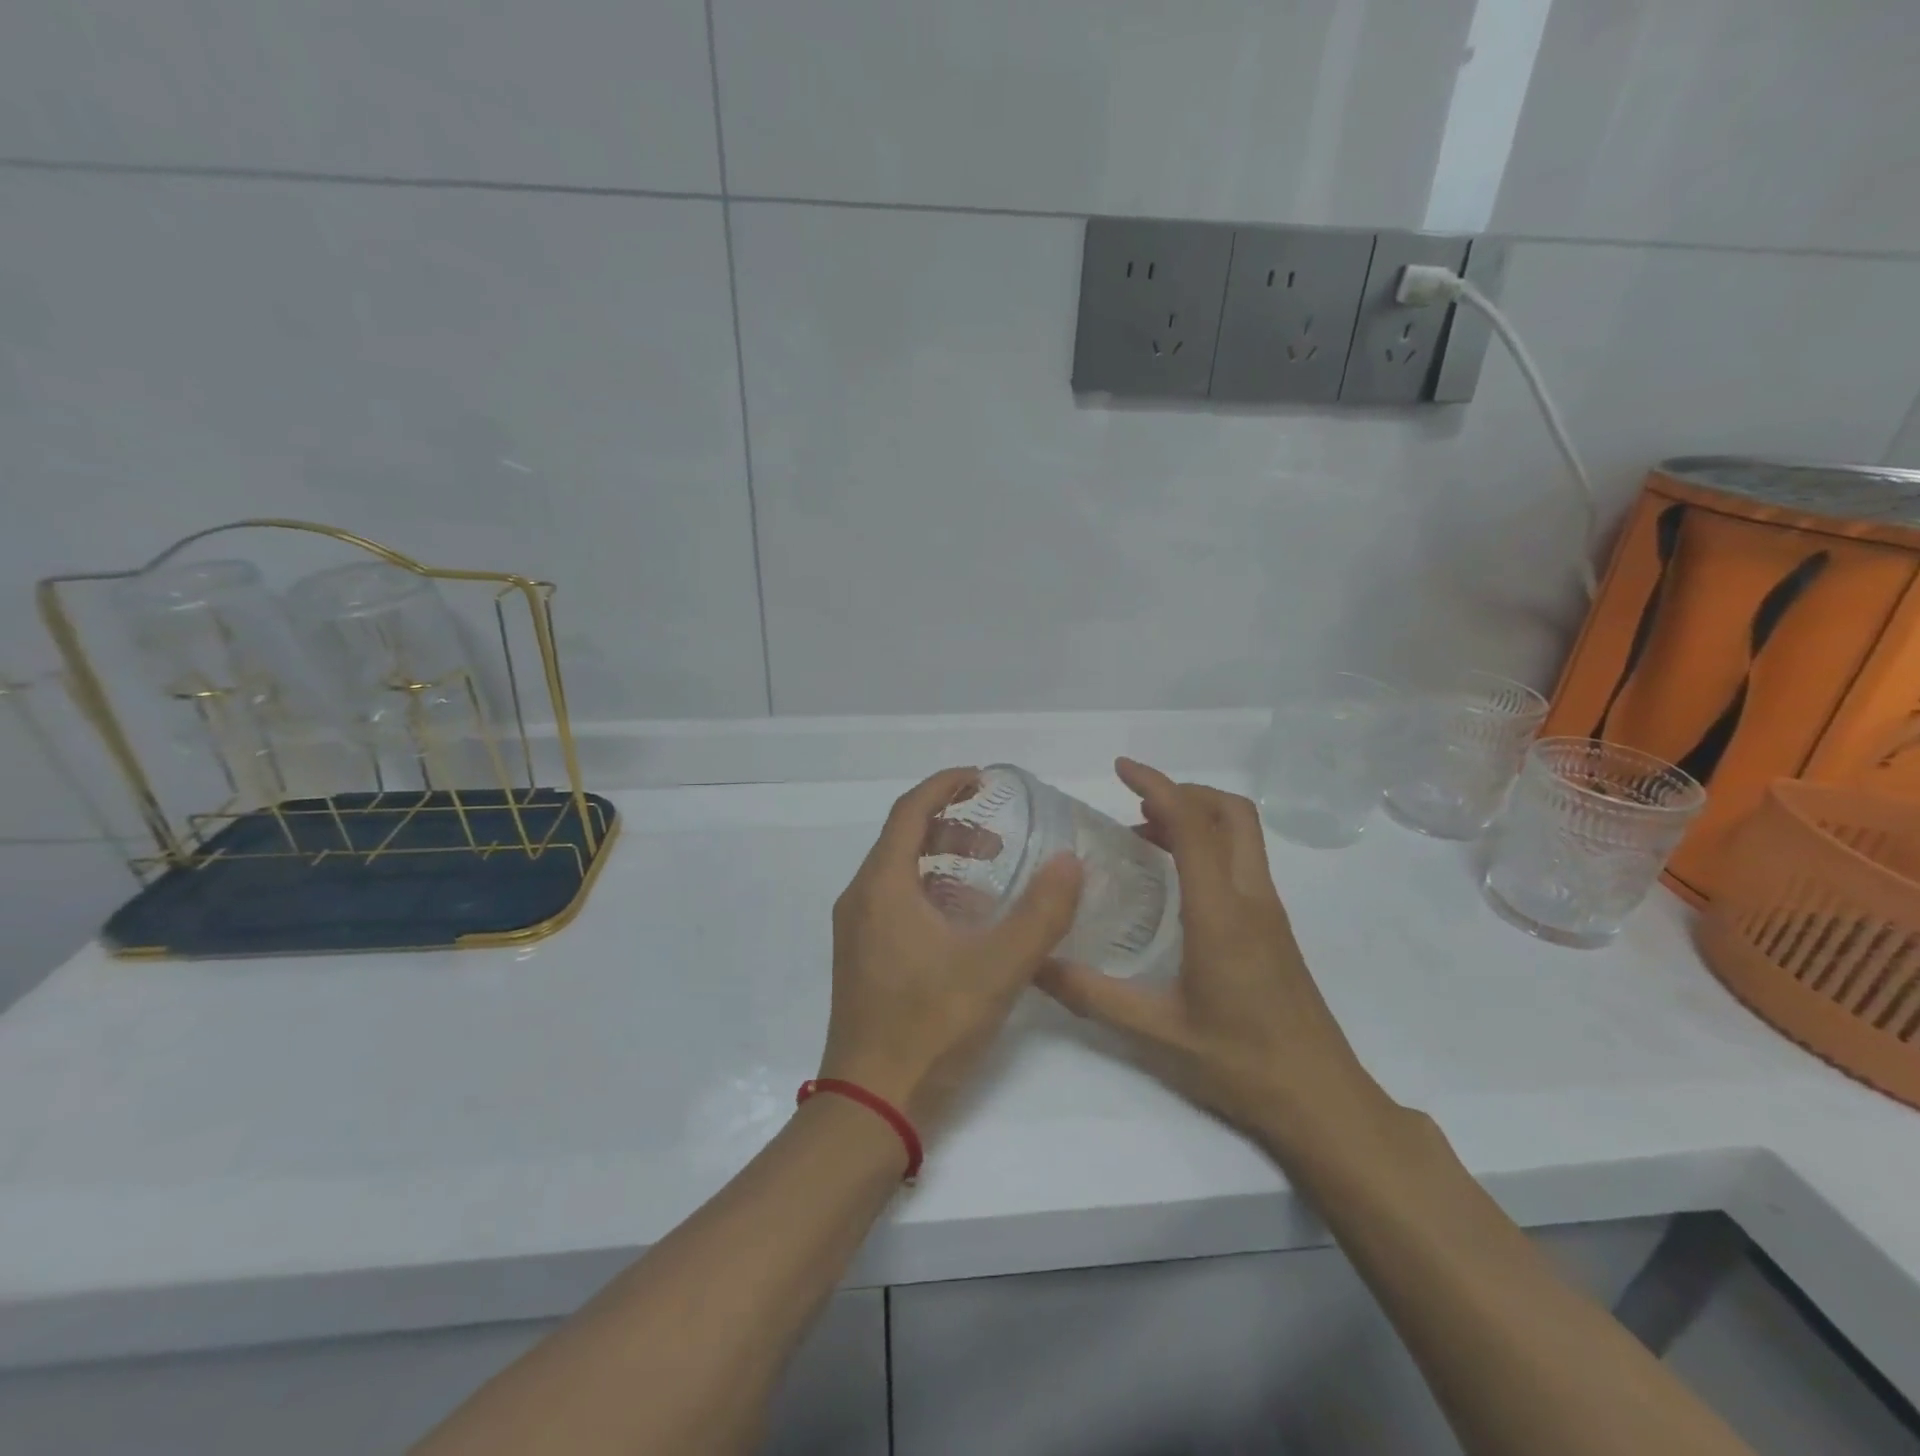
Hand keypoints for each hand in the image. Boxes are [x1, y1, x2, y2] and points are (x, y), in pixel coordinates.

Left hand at [819, 767, 1083, 1134]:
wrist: (870, 1106)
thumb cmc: (930, 1028)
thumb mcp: (998, 968)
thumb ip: (1041, 913)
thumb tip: (1070, 862)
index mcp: (882, 886)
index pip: (910, 810)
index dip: (946, 785)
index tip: (983, 778)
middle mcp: (861, 899)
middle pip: (905, 838)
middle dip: (952, 826)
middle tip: (999, 839)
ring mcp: (857, 931)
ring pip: (901, 873)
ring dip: (944, 862)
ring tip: (991, 876)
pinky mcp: (863, 958)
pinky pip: (897, 903)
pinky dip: (933, 893)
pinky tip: (969, 923)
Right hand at [1036, 758, 1382, 1143]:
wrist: (1323, 1101)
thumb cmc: (1241, 1064)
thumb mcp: (1157, 1032)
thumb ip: (1092, 995)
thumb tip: (1035, 964)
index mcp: (1221, 913)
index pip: (1193, 825)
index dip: (1157, 786)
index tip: (1121, 768)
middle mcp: (1251, 898)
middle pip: (1231, 813)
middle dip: (1184, 791)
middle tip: (1135, 803)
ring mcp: (1270, 912)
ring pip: (1243, 835)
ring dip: (1198, 818)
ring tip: (1145, 835)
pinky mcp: (1275, 929)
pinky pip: (1243, 862)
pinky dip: (1209, 846)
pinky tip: (1175, 881)